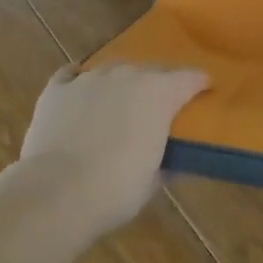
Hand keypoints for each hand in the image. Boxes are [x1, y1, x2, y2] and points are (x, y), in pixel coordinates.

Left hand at [16, 64, 208, 234]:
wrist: (57, 192)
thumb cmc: (116, 189)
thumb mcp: (153, 179)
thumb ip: (165, 160)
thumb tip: (171, 159)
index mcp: (159, 93)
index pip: (190, 78)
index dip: (199, 83)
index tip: (205, 90)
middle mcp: (127, 75)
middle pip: (151, 70)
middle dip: (158, 84)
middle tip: (159, 106)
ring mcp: (90, 78)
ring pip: (113, 70)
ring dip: (120, 83)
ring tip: (118, 102)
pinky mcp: (57, 90)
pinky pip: (71, 75)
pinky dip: (78, 82)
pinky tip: (79, 92)